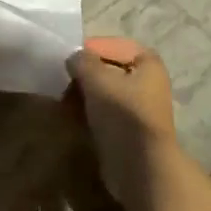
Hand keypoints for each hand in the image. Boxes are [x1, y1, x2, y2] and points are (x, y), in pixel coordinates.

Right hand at [67, 37, 182, 210]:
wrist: (139, 165)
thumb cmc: (122, 112)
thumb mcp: (97, 78)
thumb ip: (82, 61)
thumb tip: (74, 58)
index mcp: (148, 65)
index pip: (116, 45)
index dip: (93, 47)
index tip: (70, 56)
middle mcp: (146, 83)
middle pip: (108, 69)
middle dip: (84, 73)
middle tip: (63, 78)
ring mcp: (136, 108)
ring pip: (103, 92)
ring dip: (82, 93)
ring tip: (63, 98)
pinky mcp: (126, 130)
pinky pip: (102, 112)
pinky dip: (86, 111)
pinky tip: (70, 115)